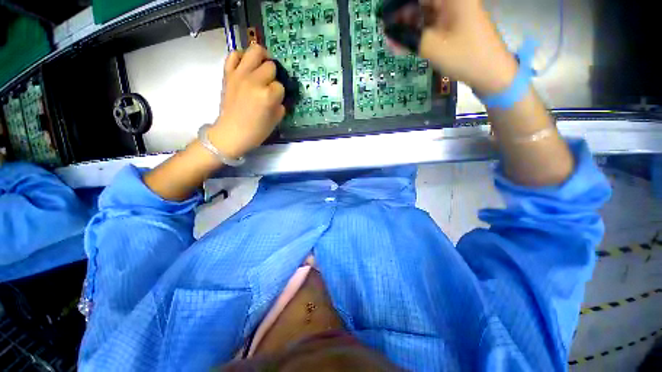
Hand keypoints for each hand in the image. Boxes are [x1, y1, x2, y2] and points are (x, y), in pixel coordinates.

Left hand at [208, 45, 284, 158]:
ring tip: (262, 65)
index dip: (280, 93)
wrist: (231, 133)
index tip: (276, 100)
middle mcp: (254, 81)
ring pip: (255, 51)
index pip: (281, 86)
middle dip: (274, 75)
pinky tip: (246, 65)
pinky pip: (234, 54)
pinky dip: (242, 57)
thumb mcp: (275, 121)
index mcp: (267, 96)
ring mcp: (239, 75)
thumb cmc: (256, 131)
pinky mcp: (228, 74)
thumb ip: (280, 105)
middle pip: (270, 66)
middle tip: (271, 83)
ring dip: (262, 57)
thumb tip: (279, 96)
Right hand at [391, 0, 517, 94]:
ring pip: (425, 12)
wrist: (491, 72)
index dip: (399, 5)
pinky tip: (408, 42)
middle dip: (403, 15)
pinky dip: (419, 31)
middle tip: (389, 31)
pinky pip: (431, 22)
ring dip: (409, 25)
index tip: (385, 18)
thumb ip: (407, 39)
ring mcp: (454, 12)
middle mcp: (453, 0)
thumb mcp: (432, 47)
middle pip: (421, 2)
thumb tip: (388, 35)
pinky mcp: (454, 24)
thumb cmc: (464, 57)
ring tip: (395, 40)